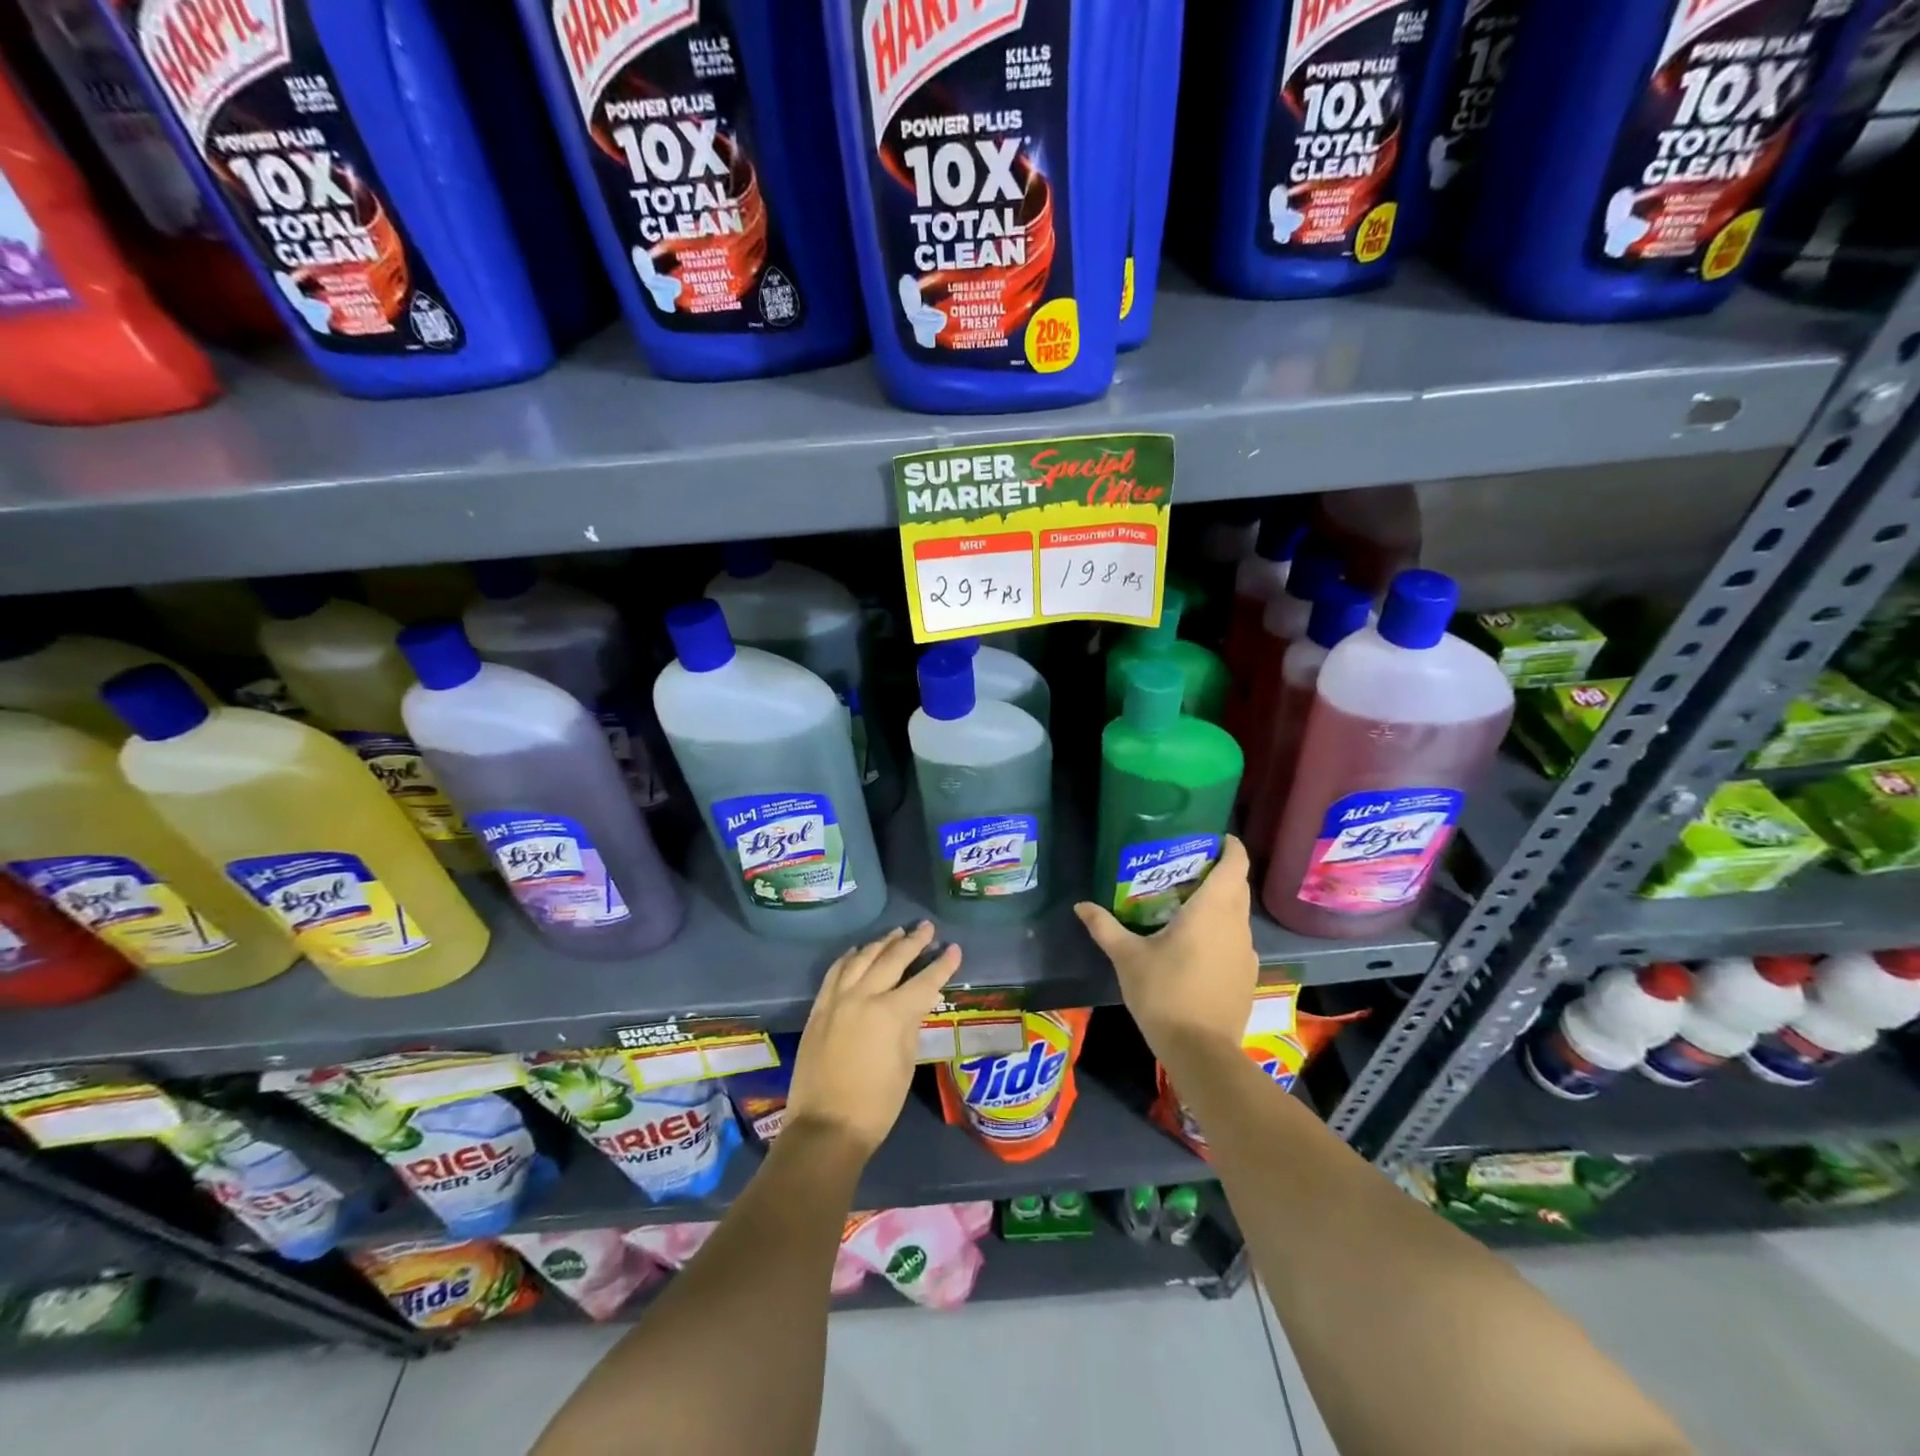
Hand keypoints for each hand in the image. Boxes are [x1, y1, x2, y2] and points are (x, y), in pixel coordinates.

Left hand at [785, 922, 960, 1159]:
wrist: (825, 1127)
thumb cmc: (877, 1104)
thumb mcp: (906, 1064)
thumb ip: (912, 1024)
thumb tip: (920, 1000)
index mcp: (891, 1013)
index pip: (924, 981)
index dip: (942, 965)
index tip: (955, 948)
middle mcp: (864, 996)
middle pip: (892, 959)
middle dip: (912, 941)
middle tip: (926, 927)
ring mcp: (837, 999)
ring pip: (862, 958)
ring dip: (881, 943)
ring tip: (896, 932)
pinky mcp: (819, 1008)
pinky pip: (836, 971)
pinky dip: (850, 957)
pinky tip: (858, 951)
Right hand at [1075, 835, 1257, 1060]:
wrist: (1201, 1052)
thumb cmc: (1164, 993)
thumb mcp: (1127, 957)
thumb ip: (1105, 927)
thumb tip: (1081, 905)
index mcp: (1212, 910)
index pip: (1235, 863)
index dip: (1229, 845)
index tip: (1212, 837)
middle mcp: (1236, 924)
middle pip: (1237, 885)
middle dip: (1218, 871)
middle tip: (1185, 868)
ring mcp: (1246, 951)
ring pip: (1237, 914)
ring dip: (1219, 903)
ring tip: (1186, 904)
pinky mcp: (1247, 975)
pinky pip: (1236, 939)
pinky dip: (1221, 930)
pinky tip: (1195, 945)